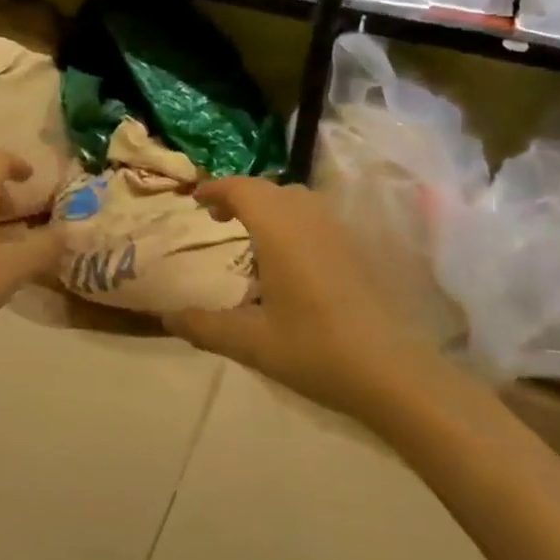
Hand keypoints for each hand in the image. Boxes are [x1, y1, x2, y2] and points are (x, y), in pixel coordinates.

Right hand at [163, 178, 440, 426]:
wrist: (393, 371)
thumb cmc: (316, 350)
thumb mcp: (251, 343)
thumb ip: (205, 326)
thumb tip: (167, 317)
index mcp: (279, 229)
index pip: (241, 189)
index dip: (216, 189)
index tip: (196, 201)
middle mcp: (308, 217)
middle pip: (268, 189)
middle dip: (240, 196)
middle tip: (219, 219)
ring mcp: (338, 229)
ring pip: (296, 199)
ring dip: (270, 206)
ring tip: (253, 236)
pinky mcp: (358, 246)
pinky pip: (316, 216)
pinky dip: (293, 220)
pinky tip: (291, 259)